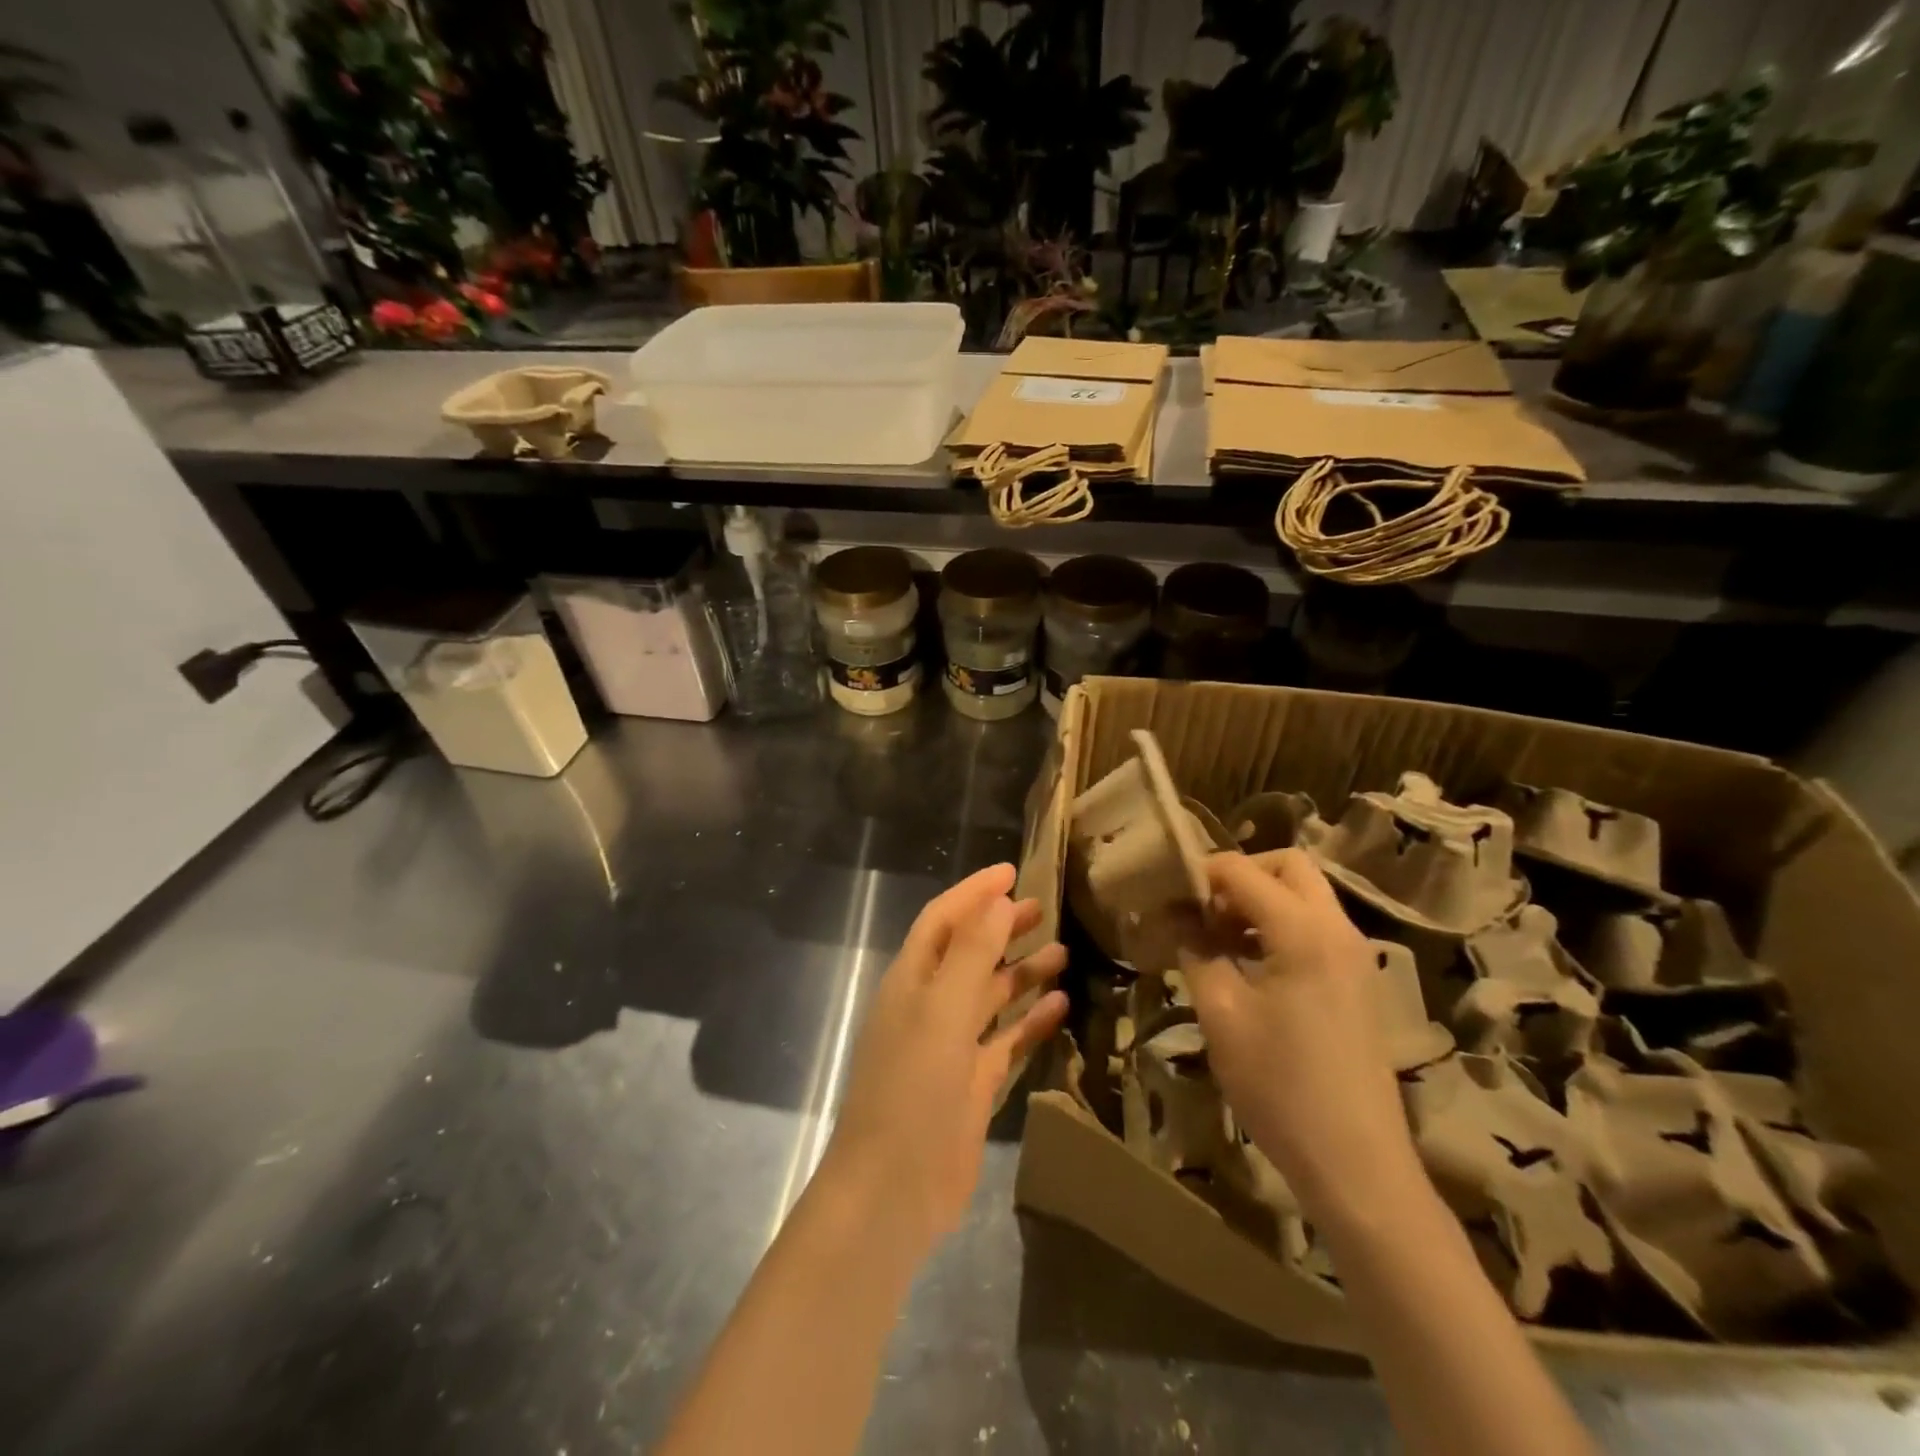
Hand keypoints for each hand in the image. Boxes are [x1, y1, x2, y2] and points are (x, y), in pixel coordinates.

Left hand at [822, 863, 1067, 1255]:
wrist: (893, 1191)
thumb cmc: (911, 1088)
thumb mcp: (941, 1011)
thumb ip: (970, 954)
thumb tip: (996, 901)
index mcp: (911, 981)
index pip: (943, 920)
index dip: (973, 893)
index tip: (1012, 871)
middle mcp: (928, 1007)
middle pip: (968, 953)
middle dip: (1001, 927)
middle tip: (1043, 908)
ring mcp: (950, 1047)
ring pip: (989, 995)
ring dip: (1021, 972)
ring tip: (1062, 952)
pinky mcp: (971, 1085)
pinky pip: (1005, 1041)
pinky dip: (1029, 1022)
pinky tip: (1060, 1007)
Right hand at [1182, 849, 1422, 1226]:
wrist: (1356, 1164)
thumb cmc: (1280, 1086)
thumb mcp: (1222, 1015)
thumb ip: (1197, 952)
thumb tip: (1177, 916)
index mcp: (1303, 931)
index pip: (1242, 871)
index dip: (1199, 874)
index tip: (1166, 896)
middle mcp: (1336, 929)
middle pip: (1287, 866)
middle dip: (1239, 875)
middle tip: (1201, 909)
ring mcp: (1354, 954)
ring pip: (1304, 895)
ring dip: (1259, 900)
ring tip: (1217, 938)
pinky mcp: (1357, 980)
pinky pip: (1315, 926)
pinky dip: (1279, 925)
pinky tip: (1248, 964)